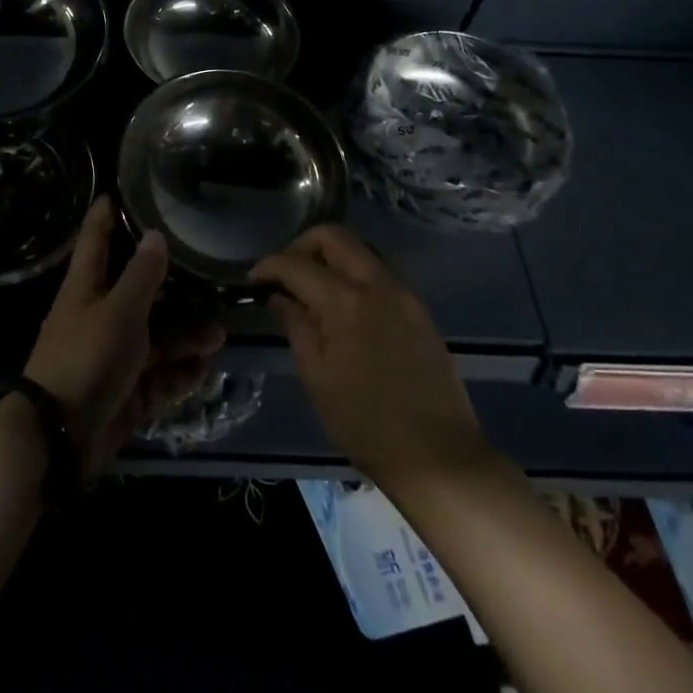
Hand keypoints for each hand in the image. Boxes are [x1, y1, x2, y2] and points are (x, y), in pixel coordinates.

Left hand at [23, 197, 224, 475]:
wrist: (60, 437)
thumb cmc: (86, 357)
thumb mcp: (119, 311)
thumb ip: (142, 275)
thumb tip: (155, 235)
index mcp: (86, 288)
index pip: (96, 240)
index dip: (105, 215)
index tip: (119, 191)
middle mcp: (99, 317)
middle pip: (138, 293)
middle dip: (173, 289)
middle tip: (206, 277)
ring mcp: (112, 357)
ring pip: (155, 338)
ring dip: (186, 336)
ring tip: (220, 333)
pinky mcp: (125, 392)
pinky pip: (158, 377)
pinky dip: (180, 373)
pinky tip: (205, 367)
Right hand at [252, 225, 487, 490]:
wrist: (438, 456)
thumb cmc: (365, 423)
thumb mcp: (317, 377)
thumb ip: (295, 325)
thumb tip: (278, 295)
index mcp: (345, 300)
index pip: (295, 263)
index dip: (268, 266)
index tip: (253, 281)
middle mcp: (376, 282)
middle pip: (332, 235)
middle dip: (301, 246)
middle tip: (285, 275)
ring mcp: (403, 292)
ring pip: (359, 248)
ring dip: (331, 256)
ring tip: (312, 288)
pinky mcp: (419, 307)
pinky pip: (379, 271)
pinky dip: (354, 273)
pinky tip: (343, 305)